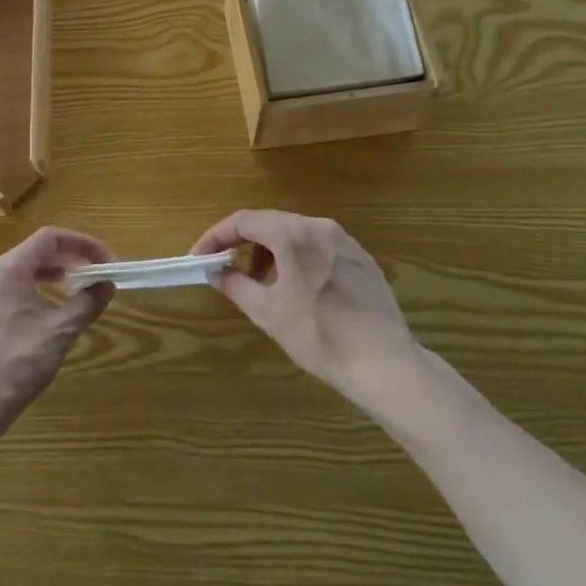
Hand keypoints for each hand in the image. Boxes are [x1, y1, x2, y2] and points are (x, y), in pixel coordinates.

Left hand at [0, 228, 115, 448]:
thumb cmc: (15, 365)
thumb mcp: (58, 333)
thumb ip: (86, 304)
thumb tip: (106, 284)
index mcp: (8, 269)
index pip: (50, 237)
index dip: (82, 243)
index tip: (106, 261)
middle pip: (35, 252)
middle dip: (69, 259)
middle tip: (96, 275)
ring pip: (21, 273)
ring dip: (52, 276)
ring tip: (74, 290)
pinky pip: (10, 292)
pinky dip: (34, 292)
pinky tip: (45, 316)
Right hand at [193, 211, 420, 406]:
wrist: (384, 363)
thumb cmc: (319, 335)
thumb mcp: (268, 313)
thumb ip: (235, 285)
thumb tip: (214, 272)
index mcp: (293, 234)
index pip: (243, 221)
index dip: (216, 236)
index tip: (200, 257)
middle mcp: (319, 226)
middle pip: (270, 223)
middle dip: (243, 244)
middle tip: (227, 270)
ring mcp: (345, 241)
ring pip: (296, 234)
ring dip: (271, 252)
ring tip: (262, 284)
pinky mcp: (362, 259)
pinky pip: (319, 247)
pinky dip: (298, 258)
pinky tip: (298, 289)